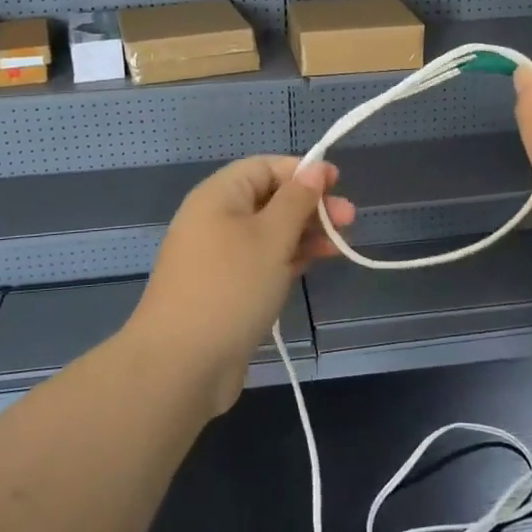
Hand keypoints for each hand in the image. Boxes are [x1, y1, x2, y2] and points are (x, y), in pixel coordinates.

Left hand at [129, 156, 354, 412]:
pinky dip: (288, 259)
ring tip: (341, 246)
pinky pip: (261, 261)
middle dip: (310, 206)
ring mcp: (218, 256)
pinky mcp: (225, 288)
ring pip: (268, 233)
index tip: (338, 184)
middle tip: (350, 220)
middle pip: (269, 199)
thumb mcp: (272, 237)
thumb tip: (316, 167)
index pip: (265, 167)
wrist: (182, 364)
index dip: (302, 171)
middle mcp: (215, 219)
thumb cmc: (231, 287)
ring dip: (304, 234)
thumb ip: (297, 200)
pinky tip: (314, 264)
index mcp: (218, 196)